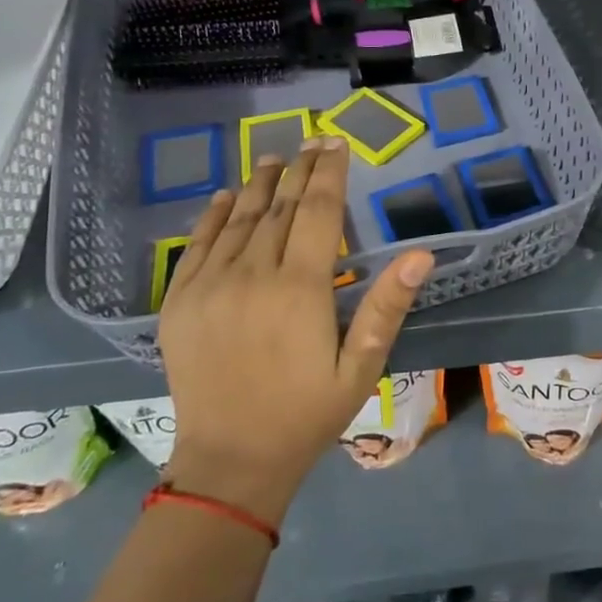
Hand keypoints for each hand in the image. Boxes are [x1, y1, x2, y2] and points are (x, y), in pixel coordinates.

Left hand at [156, 138, 432, 522]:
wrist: (229, 462)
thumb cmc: (307, 413)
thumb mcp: (361, 366)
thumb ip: (387, 306)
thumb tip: (420, 255)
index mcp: (301, 289)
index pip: (320, 213)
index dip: (330, 174)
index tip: (338, 144)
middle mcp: (253, 276)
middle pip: (281, 208)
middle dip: (301, 170)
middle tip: (313, 140)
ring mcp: (210, 287)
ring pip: (240, 219)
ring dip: (260, 184)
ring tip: (275, 157)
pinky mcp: (180, 302)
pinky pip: (198, 245)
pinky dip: (214, 215)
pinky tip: (226, 195)